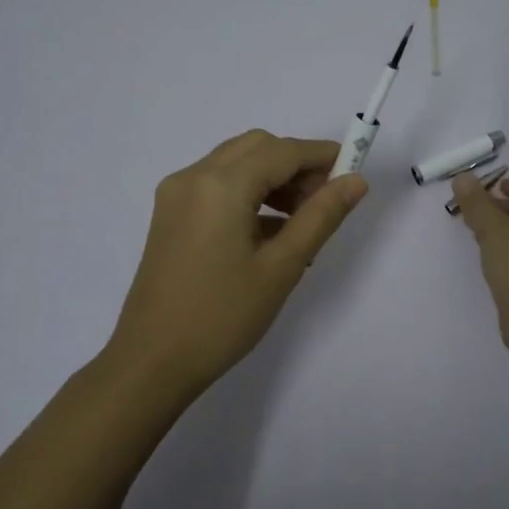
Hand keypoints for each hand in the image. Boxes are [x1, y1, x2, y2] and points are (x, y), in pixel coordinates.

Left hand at [108, 130, 367, 400]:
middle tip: (324, 203)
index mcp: (220, 186)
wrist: (153, 361)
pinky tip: (269, 233)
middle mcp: (193, 177)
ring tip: (301, 222)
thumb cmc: (222, 317)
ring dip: (273, 178)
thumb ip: (321, 217)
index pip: (283, 151)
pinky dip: (249, 193)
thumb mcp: (281, 267)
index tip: (353, 173)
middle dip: (296, 165)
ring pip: (236, 163)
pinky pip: (217, 185)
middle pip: (257, 147)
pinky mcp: (170, 214)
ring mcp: (176, 194)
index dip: (322, 156)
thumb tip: (356, 182)